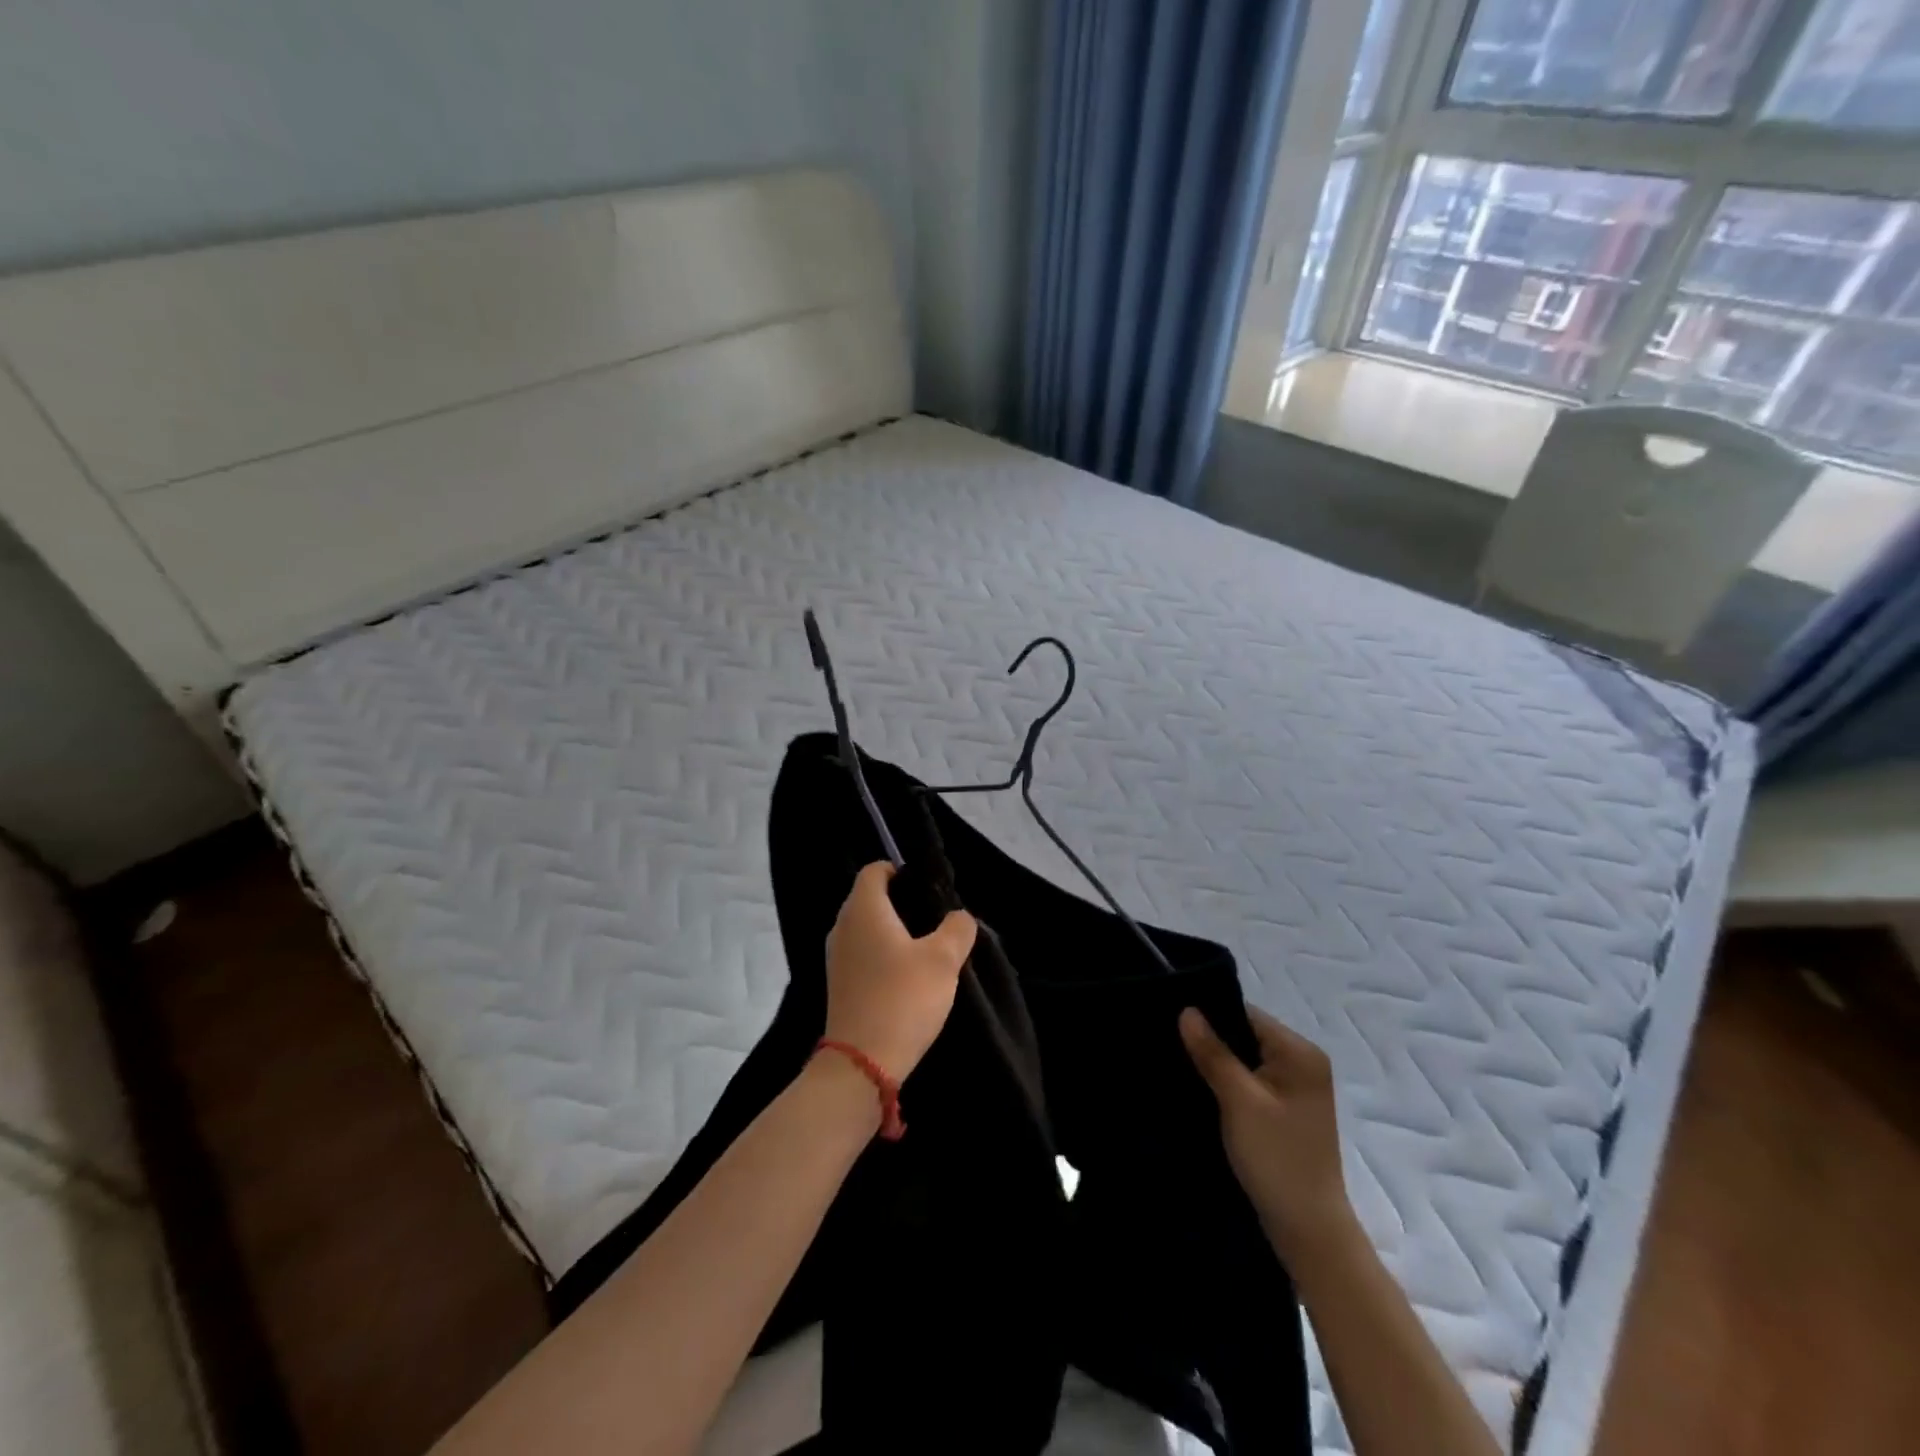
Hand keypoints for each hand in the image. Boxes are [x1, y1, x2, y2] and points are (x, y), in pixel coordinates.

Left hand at [823, 863, 976, 1081]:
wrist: (862, 1062)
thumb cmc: (903, 998)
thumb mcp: (944, 960)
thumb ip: (957, 929)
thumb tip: (959, 917)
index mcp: (863, 909)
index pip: (874, 870)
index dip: (899, 871)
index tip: (926, 888)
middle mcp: (843, 926)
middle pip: (869, 898)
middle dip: (900, 902)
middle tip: (934, 918)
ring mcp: (836, 957)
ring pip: (866, 928)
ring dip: (892, 932)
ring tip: (925, 948)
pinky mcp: (839, 984)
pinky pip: (862, 954)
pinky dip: (882, 955)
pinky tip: (907, 976)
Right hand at [1181, 1006, 1354, 1264]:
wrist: (1309, 1231)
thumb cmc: (1277, 1159)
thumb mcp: (1239, 1101)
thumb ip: (1213, 1053)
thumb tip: (1187, 1010)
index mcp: (1300, 1052)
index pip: (1246, 1014)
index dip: (1210, 1015)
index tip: (1171, 1020)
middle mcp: (1303, 1063)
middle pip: (1246, 1035)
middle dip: (1211, 1040)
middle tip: (1170, 1043)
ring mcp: (1296, 1088)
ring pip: (1246, 1059)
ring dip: (1218, 1063)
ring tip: (1180, 1063)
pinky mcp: (1285, 1111)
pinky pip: (1250, 1081)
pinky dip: (1228, 1083)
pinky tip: (1202, 1089)